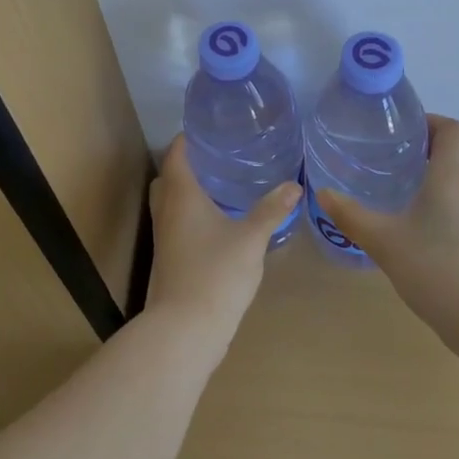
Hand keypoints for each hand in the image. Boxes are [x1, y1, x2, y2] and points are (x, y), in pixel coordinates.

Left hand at [144, 135, 299, 355]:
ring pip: (170, 203)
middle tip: (218, 157)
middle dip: (188, 164)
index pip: (176, 154)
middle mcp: (166, 211)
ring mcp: (164, 238)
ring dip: (189, 191)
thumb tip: (295, 185)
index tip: (210, 129)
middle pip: (168, 177)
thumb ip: (272, 210)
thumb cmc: (216, 274)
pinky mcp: (169, 259)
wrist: (184, 330)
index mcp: (181, 196)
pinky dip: (191, 215)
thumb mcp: (251, 238)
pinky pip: (176, 224)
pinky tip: (218, 223)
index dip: (188, 138)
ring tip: (222, 186)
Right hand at [317, 116, 458, 353]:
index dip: (431, 121)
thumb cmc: (436, 270)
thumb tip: (323, 193)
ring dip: (445, 170)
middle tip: (403, 153)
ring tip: (409, 184)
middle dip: (436, 143)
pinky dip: (450, 197)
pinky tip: (423, 222)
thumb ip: (351, 216)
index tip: (403, 130)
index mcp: (451, 177)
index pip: (452, 129)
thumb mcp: (384, 242)